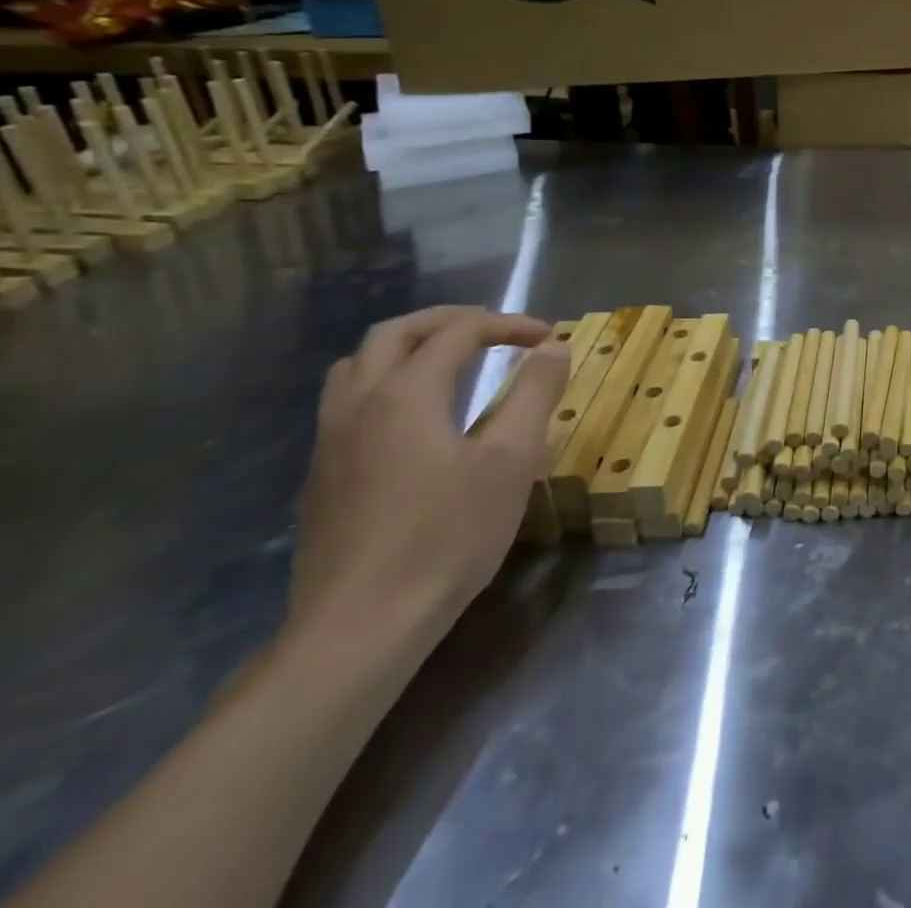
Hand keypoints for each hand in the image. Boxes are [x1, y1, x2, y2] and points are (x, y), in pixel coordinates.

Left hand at [288, 307, 570, 652]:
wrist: (361, 626)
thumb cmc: (447, 536)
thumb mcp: (512, 460)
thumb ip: (535, 393)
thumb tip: (553, 347)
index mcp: (405, 394)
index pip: (458, 333)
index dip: (507, 324)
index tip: (547, 337)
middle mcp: (358, 405)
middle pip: (395, 332)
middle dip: (450, 320)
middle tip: (495, 329)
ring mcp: (330, 442)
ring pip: (358, 364)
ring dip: (408, 346)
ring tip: (450, 359)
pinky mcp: (321, 477)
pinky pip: (347, 401)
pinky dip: (386, 381)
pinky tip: (415, 416)